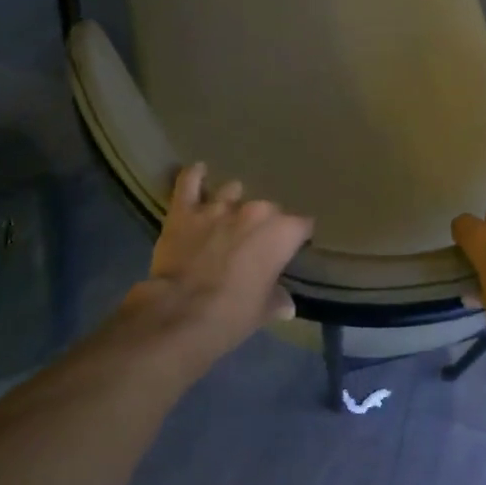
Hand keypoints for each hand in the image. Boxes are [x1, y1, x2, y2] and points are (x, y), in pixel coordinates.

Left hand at [127, 164, 313, 363]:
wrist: (182, 313)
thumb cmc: (234, 313)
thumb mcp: (264, 310)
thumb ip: (278, 300)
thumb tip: (286, 305)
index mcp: (282, 233)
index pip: (303, 225)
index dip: (298, 237)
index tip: (293, 248)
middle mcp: (255, 211)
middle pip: (269, 209)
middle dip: (264, 223)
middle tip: (256, 242)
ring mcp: (218, 206)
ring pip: (232, 191)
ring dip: (232, 202)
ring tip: (228, 215)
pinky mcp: (185, 210)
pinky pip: (189, 181)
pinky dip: (194, 176)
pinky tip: (198, 171)